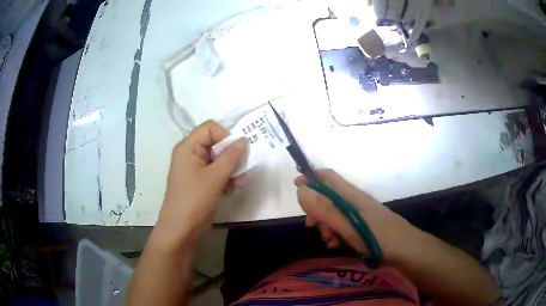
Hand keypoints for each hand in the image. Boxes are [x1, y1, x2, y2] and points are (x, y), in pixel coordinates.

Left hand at [157, 120, 247, 236]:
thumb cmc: (194, 199)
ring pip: (219, 160)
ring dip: (232, 170)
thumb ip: (231, 156)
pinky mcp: (200, 182)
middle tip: (243, 168)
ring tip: (239, 184)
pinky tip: (232, 190)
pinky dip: (226, 179)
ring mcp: (195, 169)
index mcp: (188, 147)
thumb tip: (244, 140)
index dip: (226, 136)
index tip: (238, 151)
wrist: (181, 229)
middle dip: (232, 156)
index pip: (210, 128)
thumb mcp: (215, 177)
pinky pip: (216, 173)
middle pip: (216, 144)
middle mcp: (191, 154)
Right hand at [295, 169, 414, 261]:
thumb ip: (325, 209)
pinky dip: (336, 232)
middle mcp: (355, 201)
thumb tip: (302, 190)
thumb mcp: (348, 225)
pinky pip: (344, 224)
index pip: (327, 176)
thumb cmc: (378, 237)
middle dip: (316, 209)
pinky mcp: (364, 225)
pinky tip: (336, 245)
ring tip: (328, 240)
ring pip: (335, 212)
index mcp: (351, 195)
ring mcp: (360, 213)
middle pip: (328, 196)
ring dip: (326, 224)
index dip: (310, 178)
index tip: (296, 189)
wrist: (406, 250)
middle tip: (311, 226)